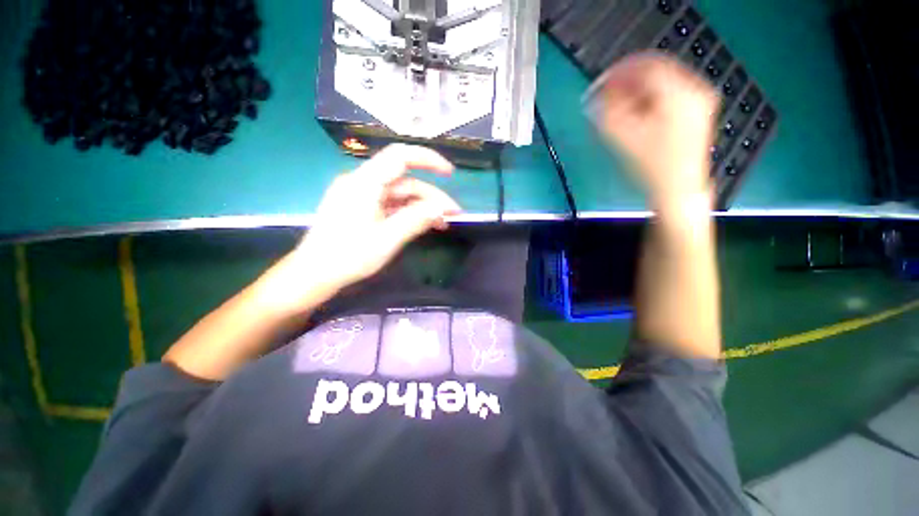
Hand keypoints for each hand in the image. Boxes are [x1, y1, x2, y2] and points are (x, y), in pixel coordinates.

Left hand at [266, 144, 460, 312]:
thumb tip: (441, 207)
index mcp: (364, 183)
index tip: (450, 173)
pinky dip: (409, 214)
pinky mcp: (362, 209)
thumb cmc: (347, 257)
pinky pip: (391, 206)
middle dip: (432, 197)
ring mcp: (362, 197)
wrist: (313, 275)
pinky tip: (424, 225)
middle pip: (405, 182)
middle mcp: (362, 184)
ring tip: (442, 225)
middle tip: (453, 215)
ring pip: (400, 196)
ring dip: (423, 208)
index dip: (427, 160)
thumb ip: (415, 220)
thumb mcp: (387, 239)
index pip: (399, 157)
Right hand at [588, 52, 718, 208]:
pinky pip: (669, 93)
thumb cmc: (650, 165)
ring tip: (617, 106)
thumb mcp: (623, 137)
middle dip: (626, 81)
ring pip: (662, 82)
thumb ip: (607, 110)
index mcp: (679, 92)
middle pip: (656, 71)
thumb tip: (598, 93)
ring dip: (636, 90)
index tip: (598, 85)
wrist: (677, 190)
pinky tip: (635, 112)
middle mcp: (694, 89)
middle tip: (605, 96)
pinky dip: (649, 98)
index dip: (618, 71)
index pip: (646, 65)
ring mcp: (698, 100)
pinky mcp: (696, 112)